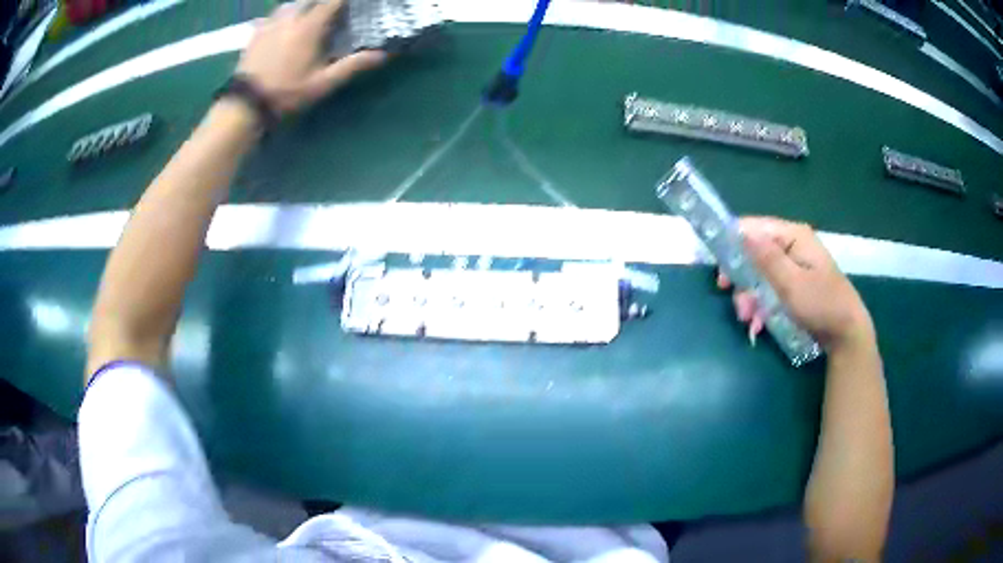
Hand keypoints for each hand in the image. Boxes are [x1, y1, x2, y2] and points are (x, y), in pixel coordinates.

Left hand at [236, 0, 385, 115]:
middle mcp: (290, 18)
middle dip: (324, 2)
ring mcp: (270, 23)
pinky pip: (272, 15)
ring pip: (291, 4)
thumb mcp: (323, 83)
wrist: (245, 104)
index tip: (354, 4)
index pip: (333, 1)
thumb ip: (352, 65)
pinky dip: (282, 15)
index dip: (345, 0)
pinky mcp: (256, 33)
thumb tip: (383, 54)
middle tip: (332, 12)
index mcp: (309, 26)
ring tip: (308, 15)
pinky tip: (283, 24)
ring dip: (303, 5)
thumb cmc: (286, 93)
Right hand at [718, 217, 875, 354]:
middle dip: (743, 281)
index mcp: (792, 236)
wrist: (846, 333)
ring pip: (761, 275)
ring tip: (750, 321)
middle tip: (738, 306)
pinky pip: (771, 288)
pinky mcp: (796, 284)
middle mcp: (792, 245)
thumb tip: (740, 232)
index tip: (720, 273)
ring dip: (751, 298)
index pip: (753, 228)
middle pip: (755, 254)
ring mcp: (794, 265)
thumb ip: (766, 258)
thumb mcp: (791, 284)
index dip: (733, 245)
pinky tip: (759, 323)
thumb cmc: (821, 305)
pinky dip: (762, 305)